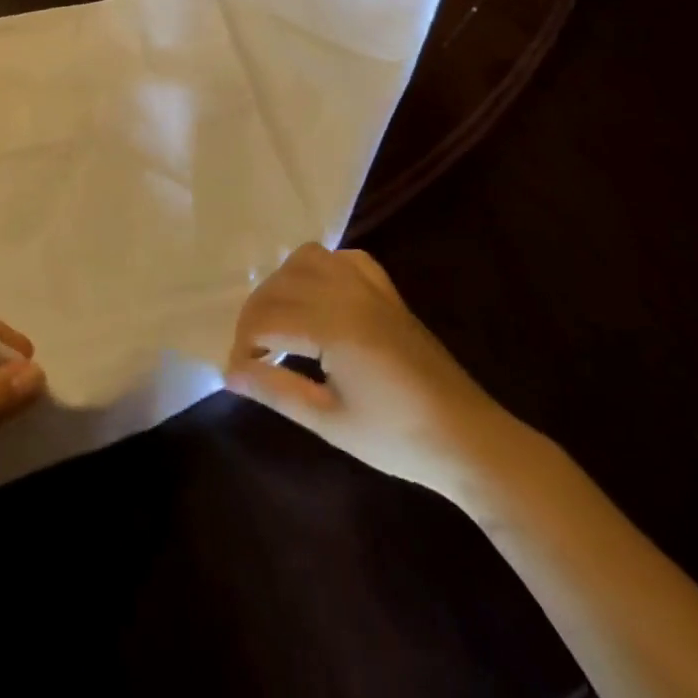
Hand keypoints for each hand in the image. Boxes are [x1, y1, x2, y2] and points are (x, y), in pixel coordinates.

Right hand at [225, 243, 528, 500]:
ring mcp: (370, 287)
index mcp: (334, 327)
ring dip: (281, 284)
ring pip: (307, 259)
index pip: (267, 319)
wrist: (467, 439)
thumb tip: (229, 372)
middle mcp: (348, 293)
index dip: (243, 345)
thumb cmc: (397, 439)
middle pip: (280, 285)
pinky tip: (317, 296)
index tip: (237, 373)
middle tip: (251, 355)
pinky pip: (344, 258)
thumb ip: (275, 390)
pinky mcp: (386, 291)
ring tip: (277, 321)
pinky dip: (320, 269)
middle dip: (255, 316)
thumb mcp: (329, 422)